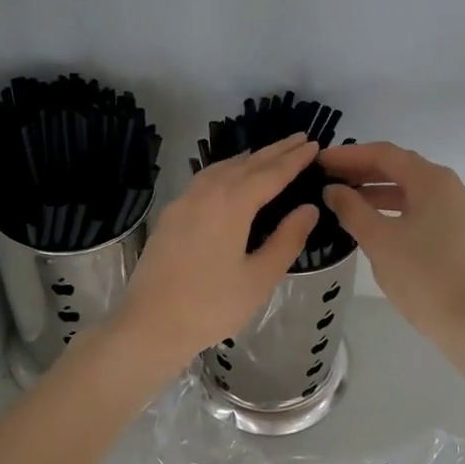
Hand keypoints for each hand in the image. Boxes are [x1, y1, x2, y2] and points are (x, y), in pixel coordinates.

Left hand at [111, 134, 320, 370]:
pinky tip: (230, 180)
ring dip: (248, 159)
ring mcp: (183, 202)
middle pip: (245, 164)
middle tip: (299, 139)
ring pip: (221, 169)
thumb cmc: (211, 306)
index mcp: (231, 204)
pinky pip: (204, 181)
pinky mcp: (170, 216)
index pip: (270, 173)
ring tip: (269, 156)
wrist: (150, 325)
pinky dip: (226, 171)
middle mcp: (205, 193)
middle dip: (274, 151)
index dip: (294, 159)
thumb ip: (287, 239)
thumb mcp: (259, 277)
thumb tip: (308, 208)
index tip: (314, 144)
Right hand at [320, 143, 464, 342]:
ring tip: (346, 201)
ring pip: (415, 191)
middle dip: (364, 172)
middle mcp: (453, 187)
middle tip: (329, 178)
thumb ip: (351, 208)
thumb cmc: (421, 276)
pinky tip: (376, 222)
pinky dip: (399, 209)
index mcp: (434, 181)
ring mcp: (463, 210)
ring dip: (380, 192)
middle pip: (402, 169)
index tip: (321, 161)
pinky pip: (426, 209)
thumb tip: (333, 189)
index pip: (385, 155)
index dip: (349, 155)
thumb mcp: (378, 240)